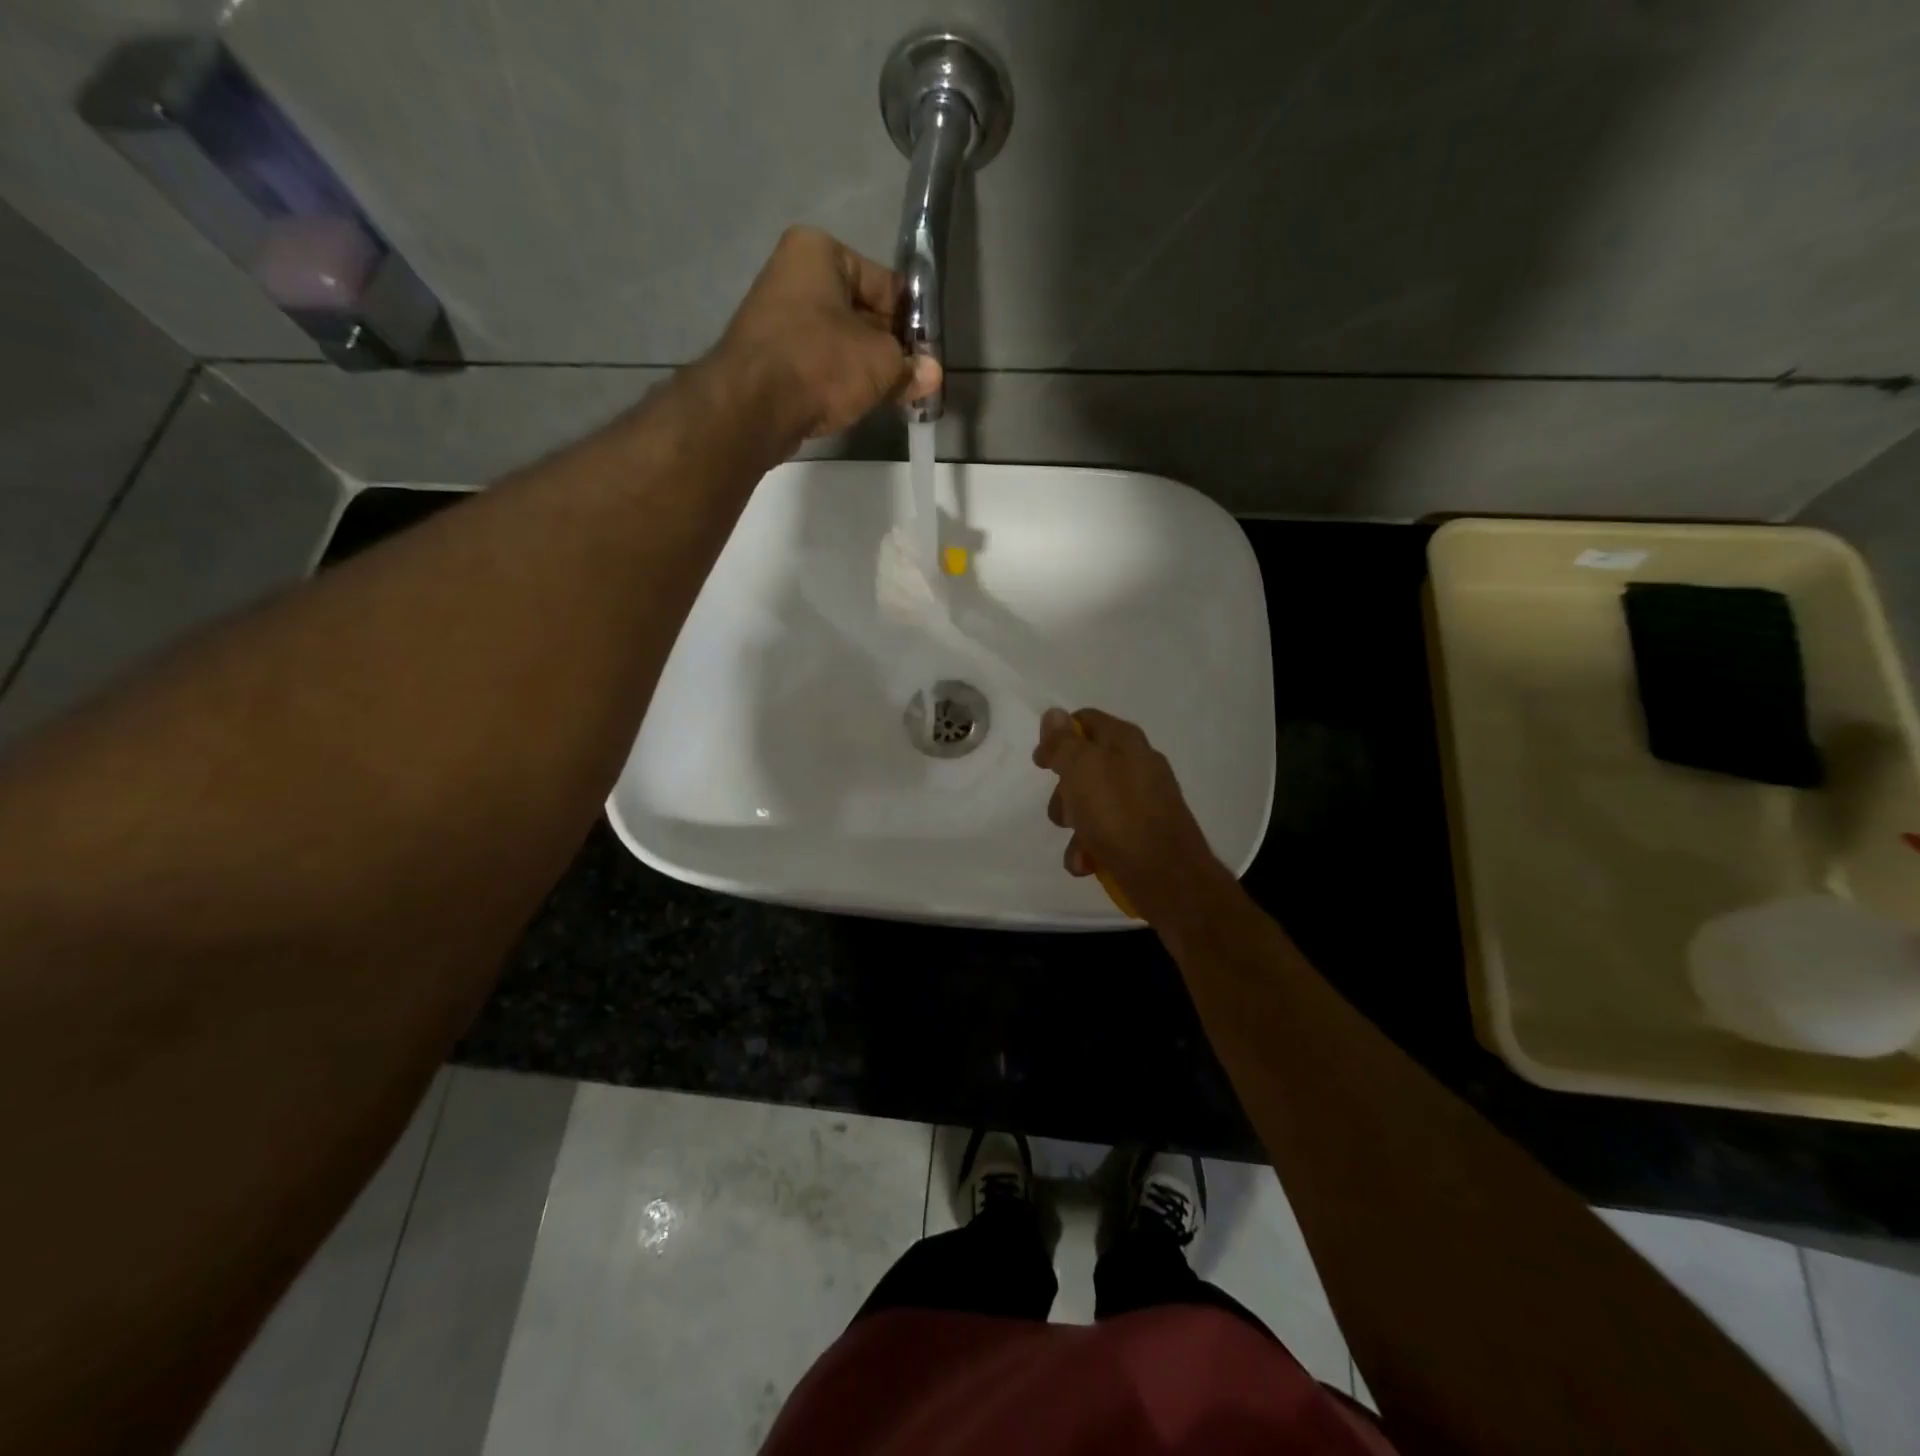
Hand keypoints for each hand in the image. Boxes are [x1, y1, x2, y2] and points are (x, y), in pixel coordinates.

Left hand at [711, 226, 940, 443]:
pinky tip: (856, 403)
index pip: (885, 284)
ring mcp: (778, 317)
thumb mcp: (881, 363)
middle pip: (862, 313)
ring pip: (841, 342)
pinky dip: (838, 381)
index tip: (927, 356)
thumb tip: (932, 375)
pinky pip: (818, 364)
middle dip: (888, 348)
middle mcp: (795, 274)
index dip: (911, 323)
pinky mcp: (770, 357)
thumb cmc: (821, 363)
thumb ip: (911, 367)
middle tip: (913, 381)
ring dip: (865, 368)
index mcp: (820, 252)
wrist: (752, 407)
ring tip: (890, 397)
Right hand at [1032, 707, 1228, 922]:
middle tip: (1063, 812)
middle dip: (1064, 793)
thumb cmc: (1117, 814)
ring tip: (1079, 847)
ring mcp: (1144, 800)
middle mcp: (1137, 764)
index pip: (1085, 721)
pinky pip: (1107, 832)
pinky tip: (1089, 863)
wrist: (1166, 875)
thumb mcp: (1081, 769)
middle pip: (1084, 767)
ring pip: (1092, 804)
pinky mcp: (1145, 832)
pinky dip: (1093, 847)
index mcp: (1124, 740)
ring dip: (1076, 827)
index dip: (1058, 737)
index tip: (1041, 763)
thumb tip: (1054, 714)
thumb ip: (1064, 742)